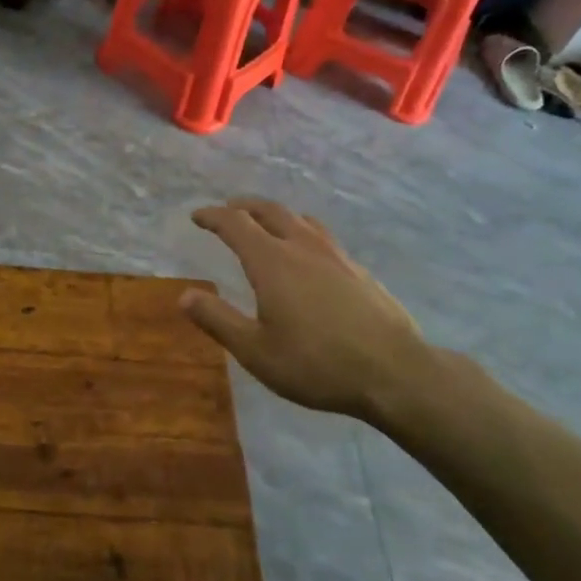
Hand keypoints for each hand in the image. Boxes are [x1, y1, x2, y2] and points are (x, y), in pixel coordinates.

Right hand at [180, 198, 441, 421]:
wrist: (395, 373)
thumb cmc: (316, 364)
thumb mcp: (255, 351)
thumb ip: (217, 319)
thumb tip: (184, 295)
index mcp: (272, 261)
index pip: (235, 224)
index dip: (213, 216)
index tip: (197, 216)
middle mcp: (302, 247)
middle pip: (270, 211)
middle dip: (244, 206)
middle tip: (229, 210)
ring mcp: (336, 256)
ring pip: (300, 220)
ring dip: (276, 216)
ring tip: (267, 224)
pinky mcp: (359, 271)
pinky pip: (322, 237)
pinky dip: (302, 233)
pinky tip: (307, 256)